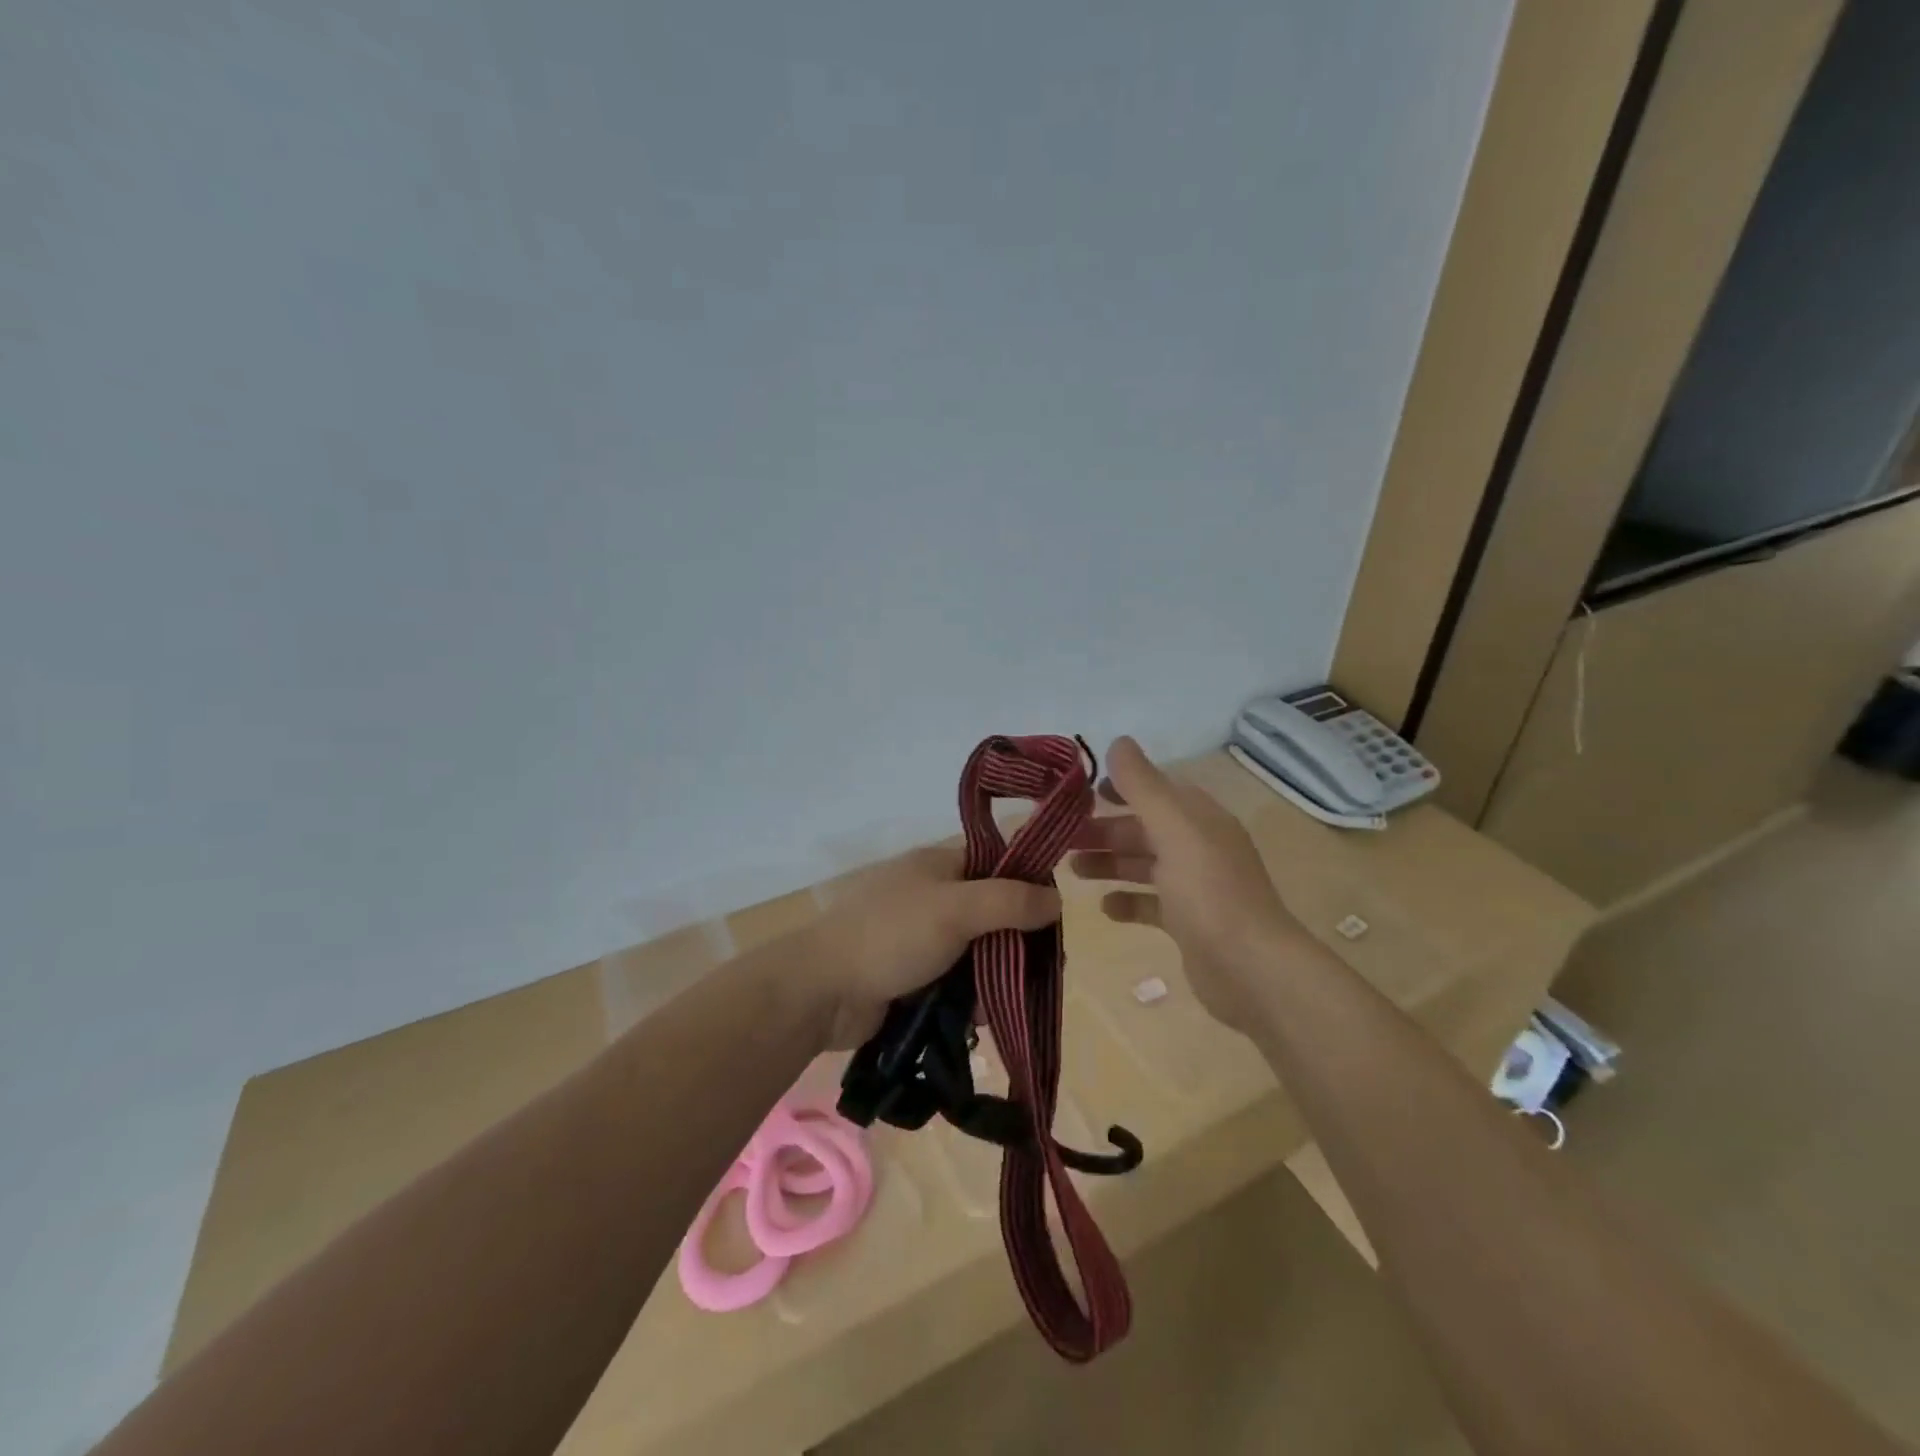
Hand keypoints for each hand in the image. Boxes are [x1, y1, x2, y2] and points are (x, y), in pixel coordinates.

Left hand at [805, 845, 1062, 1048]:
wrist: (822, 991)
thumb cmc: (890, 936)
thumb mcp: (956, 909)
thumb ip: (1009, 901)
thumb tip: (1058, 899)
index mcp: (941, 864)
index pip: (999, 864)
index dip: (1029, 886)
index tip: (1054, 921)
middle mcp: (935, 895)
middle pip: (993, 912)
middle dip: (1016, 943)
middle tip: (1041, 973)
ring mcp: (923, 936)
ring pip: (978, 951)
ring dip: (995, 975)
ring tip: (1012, 1002)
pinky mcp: (915, 974)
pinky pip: (957, 981)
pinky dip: (971, 996)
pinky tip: (981, 1018)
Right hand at [1069, 736, 1308, 1032]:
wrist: (1250, 969)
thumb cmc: (1208, 892)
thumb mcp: (1173, 829)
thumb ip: (1143, 786)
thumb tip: (1119, 741)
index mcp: (1200, 820)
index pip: (1157, 791)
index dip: (1121, 787)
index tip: (1080, 794)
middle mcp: (1199, 848)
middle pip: (1144, 829)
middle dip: (1104, 829)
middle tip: (1061, 837)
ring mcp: (1195, 888)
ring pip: (1144, 865)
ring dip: (1109, 863)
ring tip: (1071, 870)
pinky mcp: (1189, 924)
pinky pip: (1151, 904)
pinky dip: (1127, 902)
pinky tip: (1105, 908)